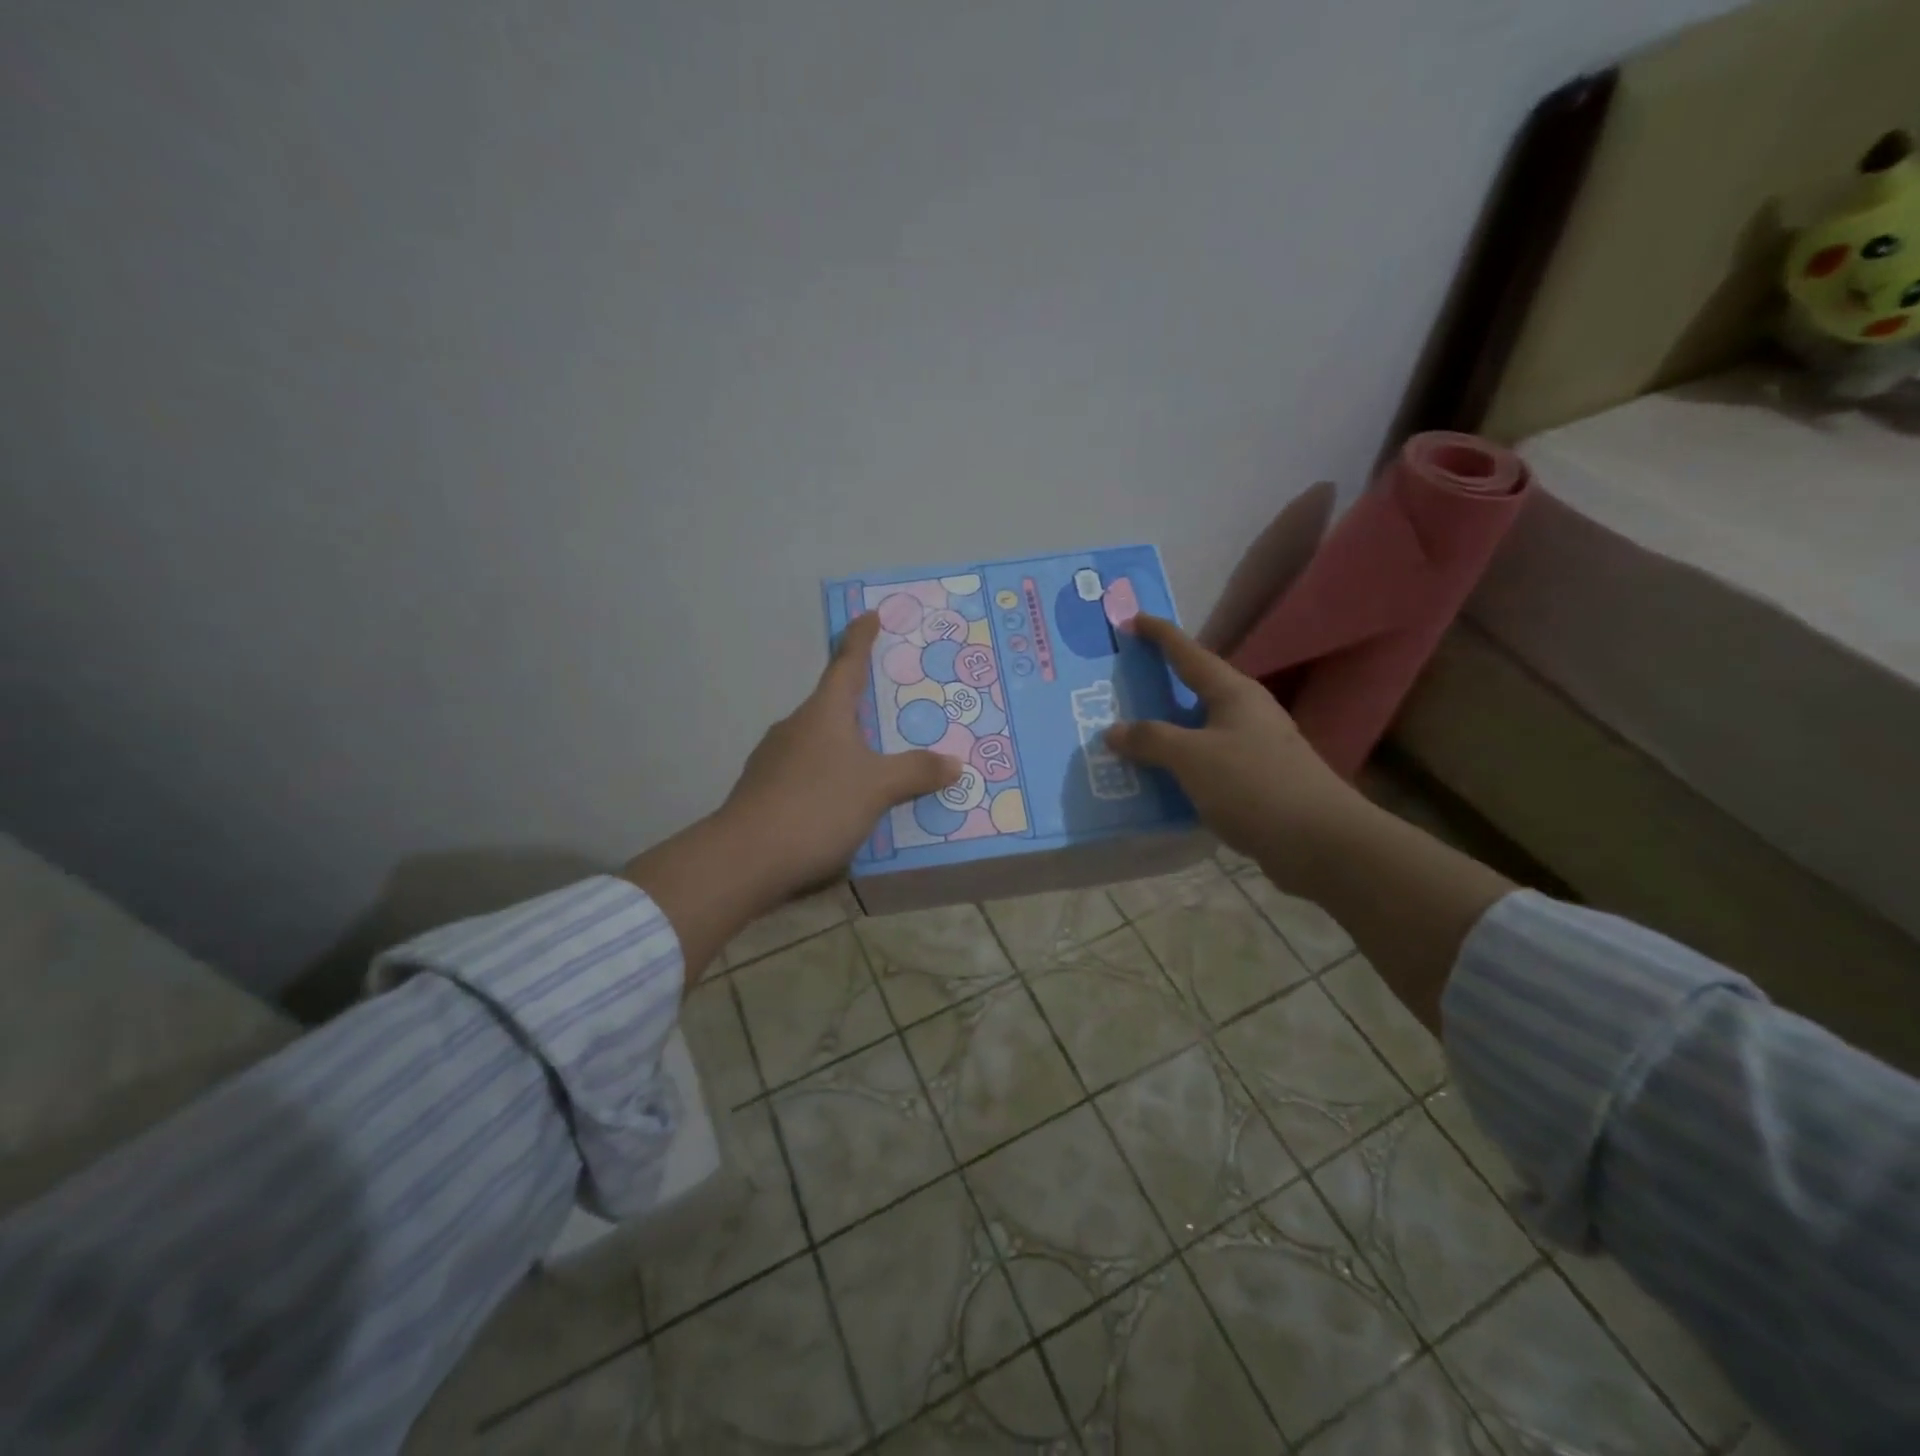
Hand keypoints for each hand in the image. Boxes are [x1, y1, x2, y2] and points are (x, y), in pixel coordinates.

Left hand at [718, 612, 962, 899]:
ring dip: (847, 747)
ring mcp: (774, 760)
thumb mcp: (877, 789)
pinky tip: (846, 805)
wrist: (744, 860)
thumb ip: (916, 772)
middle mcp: (796, 728)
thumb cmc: (816, 807)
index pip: (847, 665)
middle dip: (862, 705)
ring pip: (820, 743)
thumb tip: (953, 762)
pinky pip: (808, 774)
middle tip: (894, 709)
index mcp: (823, 714)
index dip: (861, 639)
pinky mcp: (764, 792)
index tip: (869, 615)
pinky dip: (830, 779)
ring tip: (879, 765)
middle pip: (833, 706)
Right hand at [1105, 615, 1363, 894]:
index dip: (1159, 635)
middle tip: (1119, 685)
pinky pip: (1205, 765)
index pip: (1189, 653)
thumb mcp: (1192, 757)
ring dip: (1165, 733)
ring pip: (1198, 731)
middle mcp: (1246, 714)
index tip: (1130, 620)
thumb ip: (1151, 740)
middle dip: (1157, 687)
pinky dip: (1179, 768)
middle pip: (1194, 690)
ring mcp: (1253, 749)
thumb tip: (1115, 730)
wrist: (1320, 842)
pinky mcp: (1255, 783)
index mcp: (1233, 693)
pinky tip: (1156, 782)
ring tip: (1126, 737)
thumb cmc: (1254, 785)